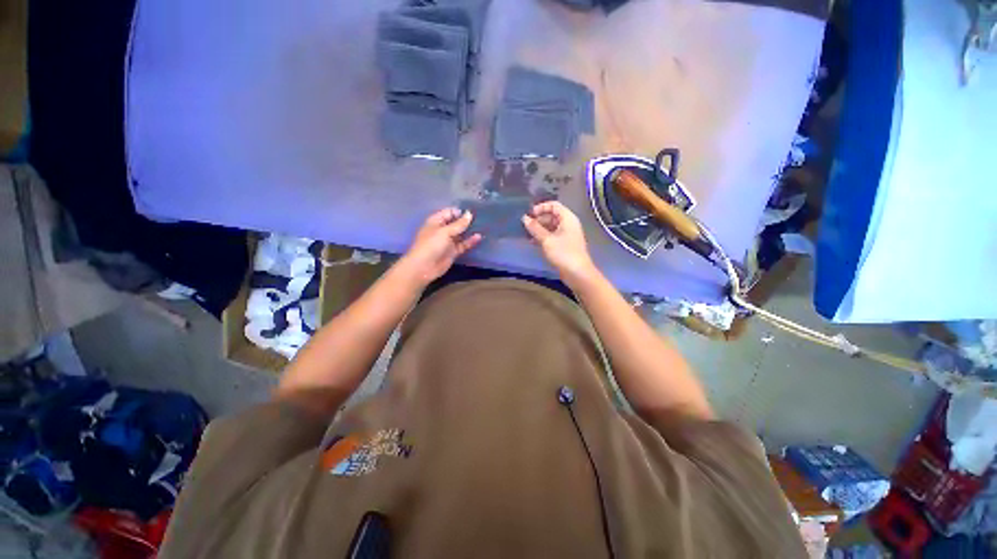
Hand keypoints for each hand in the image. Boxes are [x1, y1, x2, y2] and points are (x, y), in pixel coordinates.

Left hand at [398, 207, 481, 286]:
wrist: (424, 267)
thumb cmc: (431, 245)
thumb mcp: (445, 232)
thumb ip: (459, 224)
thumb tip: (469, 214)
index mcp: (436, 221)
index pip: (449, 212)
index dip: (460, 212)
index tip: (472, 212)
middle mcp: (442, 230)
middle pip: (456, 223)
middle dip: (467, 221)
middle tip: (481, 218)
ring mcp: (448, 241)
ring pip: (461, 234)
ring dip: (470, 231)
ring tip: (483, 226)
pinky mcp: (453, 251)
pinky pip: (463, 244)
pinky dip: (470, 241)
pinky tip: (479, 237)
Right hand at [522, 201, 595, 283]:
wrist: (577, 273)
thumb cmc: (563, 253)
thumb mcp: (547, 240)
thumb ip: (535, 228)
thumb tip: (524, 218)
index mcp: (567, 218)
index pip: (553, 205)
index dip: (541, 208)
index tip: (529, 215)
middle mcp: (568, 224)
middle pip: (551, 216)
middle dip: (538, 219)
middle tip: (525, 226)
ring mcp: (566, 235)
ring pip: (550, 227)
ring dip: (539, 229)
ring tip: (526, 235)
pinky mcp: (563, 245)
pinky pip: (551, 236)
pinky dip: (542, 237)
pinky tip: (533, 242)